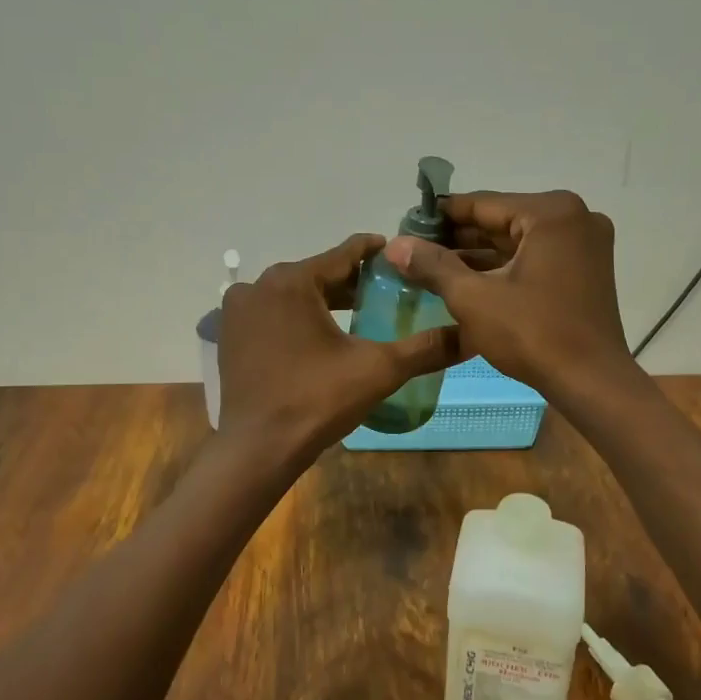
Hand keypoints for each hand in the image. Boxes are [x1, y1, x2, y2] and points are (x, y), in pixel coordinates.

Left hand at [218, 234, 462, 460]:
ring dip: (324, 300)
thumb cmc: (317, 400)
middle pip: (317, 273)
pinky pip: (272, 314)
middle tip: (388, 290)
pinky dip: (297, 317)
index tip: (400, 255)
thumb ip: (424, 348)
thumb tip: (469, 335)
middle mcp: (259, 285)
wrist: (258, 448)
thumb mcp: (378, 370)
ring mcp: (239, 311)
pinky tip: (321, 336)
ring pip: (293, 294)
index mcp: (292, 281)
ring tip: (360, 312)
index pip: (344, 254)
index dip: (376, 252)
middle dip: (352, 281)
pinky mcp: (230, 335)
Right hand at [382, 190, 635, 404]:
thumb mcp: (473, 297)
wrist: (591, 382)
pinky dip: (503, 268)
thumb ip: (433, 265)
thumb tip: (394, 244)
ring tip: (431, 268)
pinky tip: (466, 280)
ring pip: (517, 242)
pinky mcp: (586, 270)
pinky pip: (534, 258)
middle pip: (501, 221)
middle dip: (458, 238)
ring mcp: (584, 244)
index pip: (482, 204)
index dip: (440, 216)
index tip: (406, 226)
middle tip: (415, 250)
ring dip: (477, 255)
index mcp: (550, 213)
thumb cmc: (532, 333)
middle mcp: (574, 218)